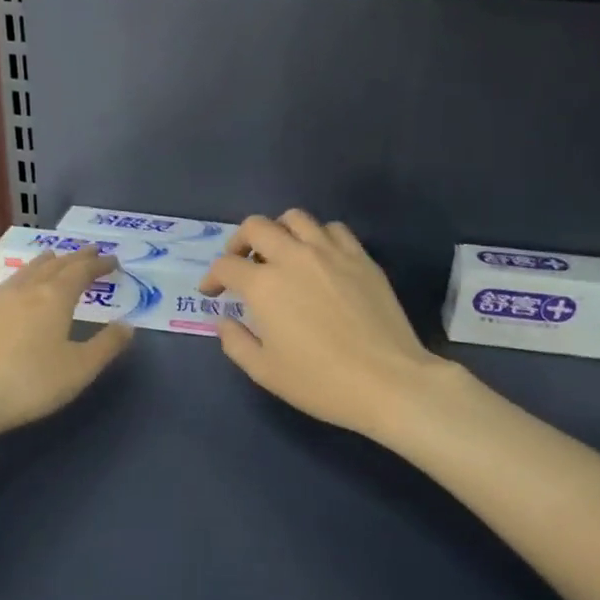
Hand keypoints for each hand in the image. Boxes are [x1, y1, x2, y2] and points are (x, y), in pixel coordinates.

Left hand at [0, 248, 133, 435]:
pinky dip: (14, 279)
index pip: (81, 271)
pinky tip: (9, 285)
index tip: (112, 260)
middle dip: (75, 257)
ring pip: (25, 271)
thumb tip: (128, 325)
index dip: (99, 264)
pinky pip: (0, 286)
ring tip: (53, 256)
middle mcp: (25, 290)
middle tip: (89, 251)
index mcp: (55, 298)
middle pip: (54, 265)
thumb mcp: (80, 369)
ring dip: (44, 262)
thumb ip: (107, 345)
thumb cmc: (31, 384)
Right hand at [200, 211, 444, 439]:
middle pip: (256, 226)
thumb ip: (236, 342)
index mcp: (264, 285)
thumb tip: (224, 320)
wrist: (387, 382)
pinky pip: (333, 229)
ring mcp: (331, 253)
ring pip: (296, 218)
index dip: (211, 278)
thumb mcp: (265, 371)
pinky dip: (318, 237)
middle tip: (240, 263)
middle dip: (239, 242)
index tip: (211, 293)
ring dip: (279, 231)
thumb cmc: (320, 382)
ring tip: (280, 254)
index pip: (226, 266)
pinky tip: (319, 259)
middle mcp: (294, 257)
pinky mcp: (361, 257)